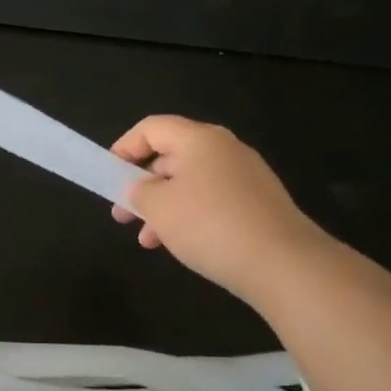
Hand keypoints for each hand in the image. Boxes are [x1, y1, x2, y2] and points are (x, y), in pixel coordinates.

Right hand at [110, 115, 322, 295]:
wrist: (282, 263)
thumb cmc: (209, 225)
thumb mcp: (158, 207)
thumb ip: (139, 191)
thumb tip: (142, 188)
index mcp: (199, 139)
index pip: (151, 128)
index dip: (124, 147)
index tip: (108, 176)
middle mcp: (225, 149)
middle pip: (171, 156)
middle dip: (142, 185)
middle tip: (122, 215)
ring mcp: (246, 176)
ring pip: (190, 184)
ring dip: (163, 208)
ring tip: (147, 240)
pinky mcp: (258, 203)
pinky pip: (212, 201)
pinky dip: (189, 217)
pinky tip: (180, 246)